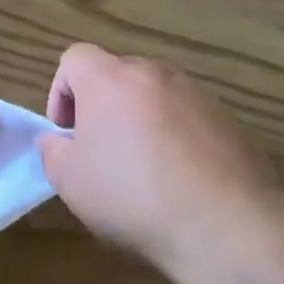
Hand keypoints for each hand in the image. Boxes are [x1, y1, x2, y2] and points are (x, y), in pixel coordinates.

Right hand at [37, 44, 283, 276]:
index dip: (61, 91)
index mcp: (109, 79)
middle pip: (118, 74)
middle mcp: (154, 74)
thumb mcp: (70, 182)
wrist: (225, 225)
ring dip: (142, 120)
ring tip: (145, 168)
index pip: (75, 58)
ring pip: (156, 96)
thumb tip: (57, 142)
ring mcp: (197, 95)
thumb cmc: (132, 195)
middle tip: (101, 150)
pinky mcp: (230, 121)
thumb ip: (53, 152)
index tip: (67, 132)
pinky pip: (190, 119)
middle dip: (103, 106)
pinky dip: (178, 138)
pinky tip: (182, 181)